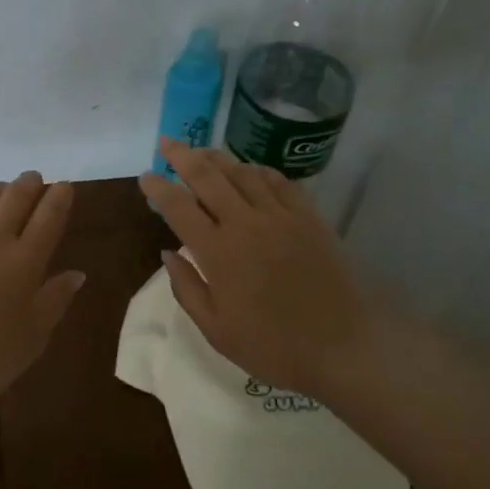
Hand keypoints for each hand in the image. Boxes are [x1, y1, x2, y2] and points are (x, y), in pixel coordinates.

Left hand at [0, 172, 85, 410]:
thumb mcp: (37, 332)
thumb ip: (57, 297)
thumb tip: (77, 273)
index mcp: (26, 260)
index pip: (49, 215)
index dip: (59, 196)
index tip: (63, 187)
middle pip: (16, 196)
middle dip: (30, 182)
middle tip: (33, 180)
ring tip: (1, 191)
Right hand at [138, 139, 389, 399]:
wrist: (344, 347)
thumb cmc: (273, 347)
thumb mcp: (216, 331)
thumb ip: (187, 289)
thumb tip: (166, 252)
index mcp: (218, 253)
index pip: (178, 208)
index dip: (158, 188)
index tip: (145, 176)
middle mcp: (245, 224)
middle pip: (207, 177)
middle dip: (182, 155)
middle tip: (167, 142)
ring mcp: (280, 216)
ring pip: (242, 173)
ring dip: (217, 158)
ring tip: (201, 151)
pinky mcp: (308, 217)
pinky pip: (278, 181)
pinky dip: (258, 170)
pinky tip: (249, 170)